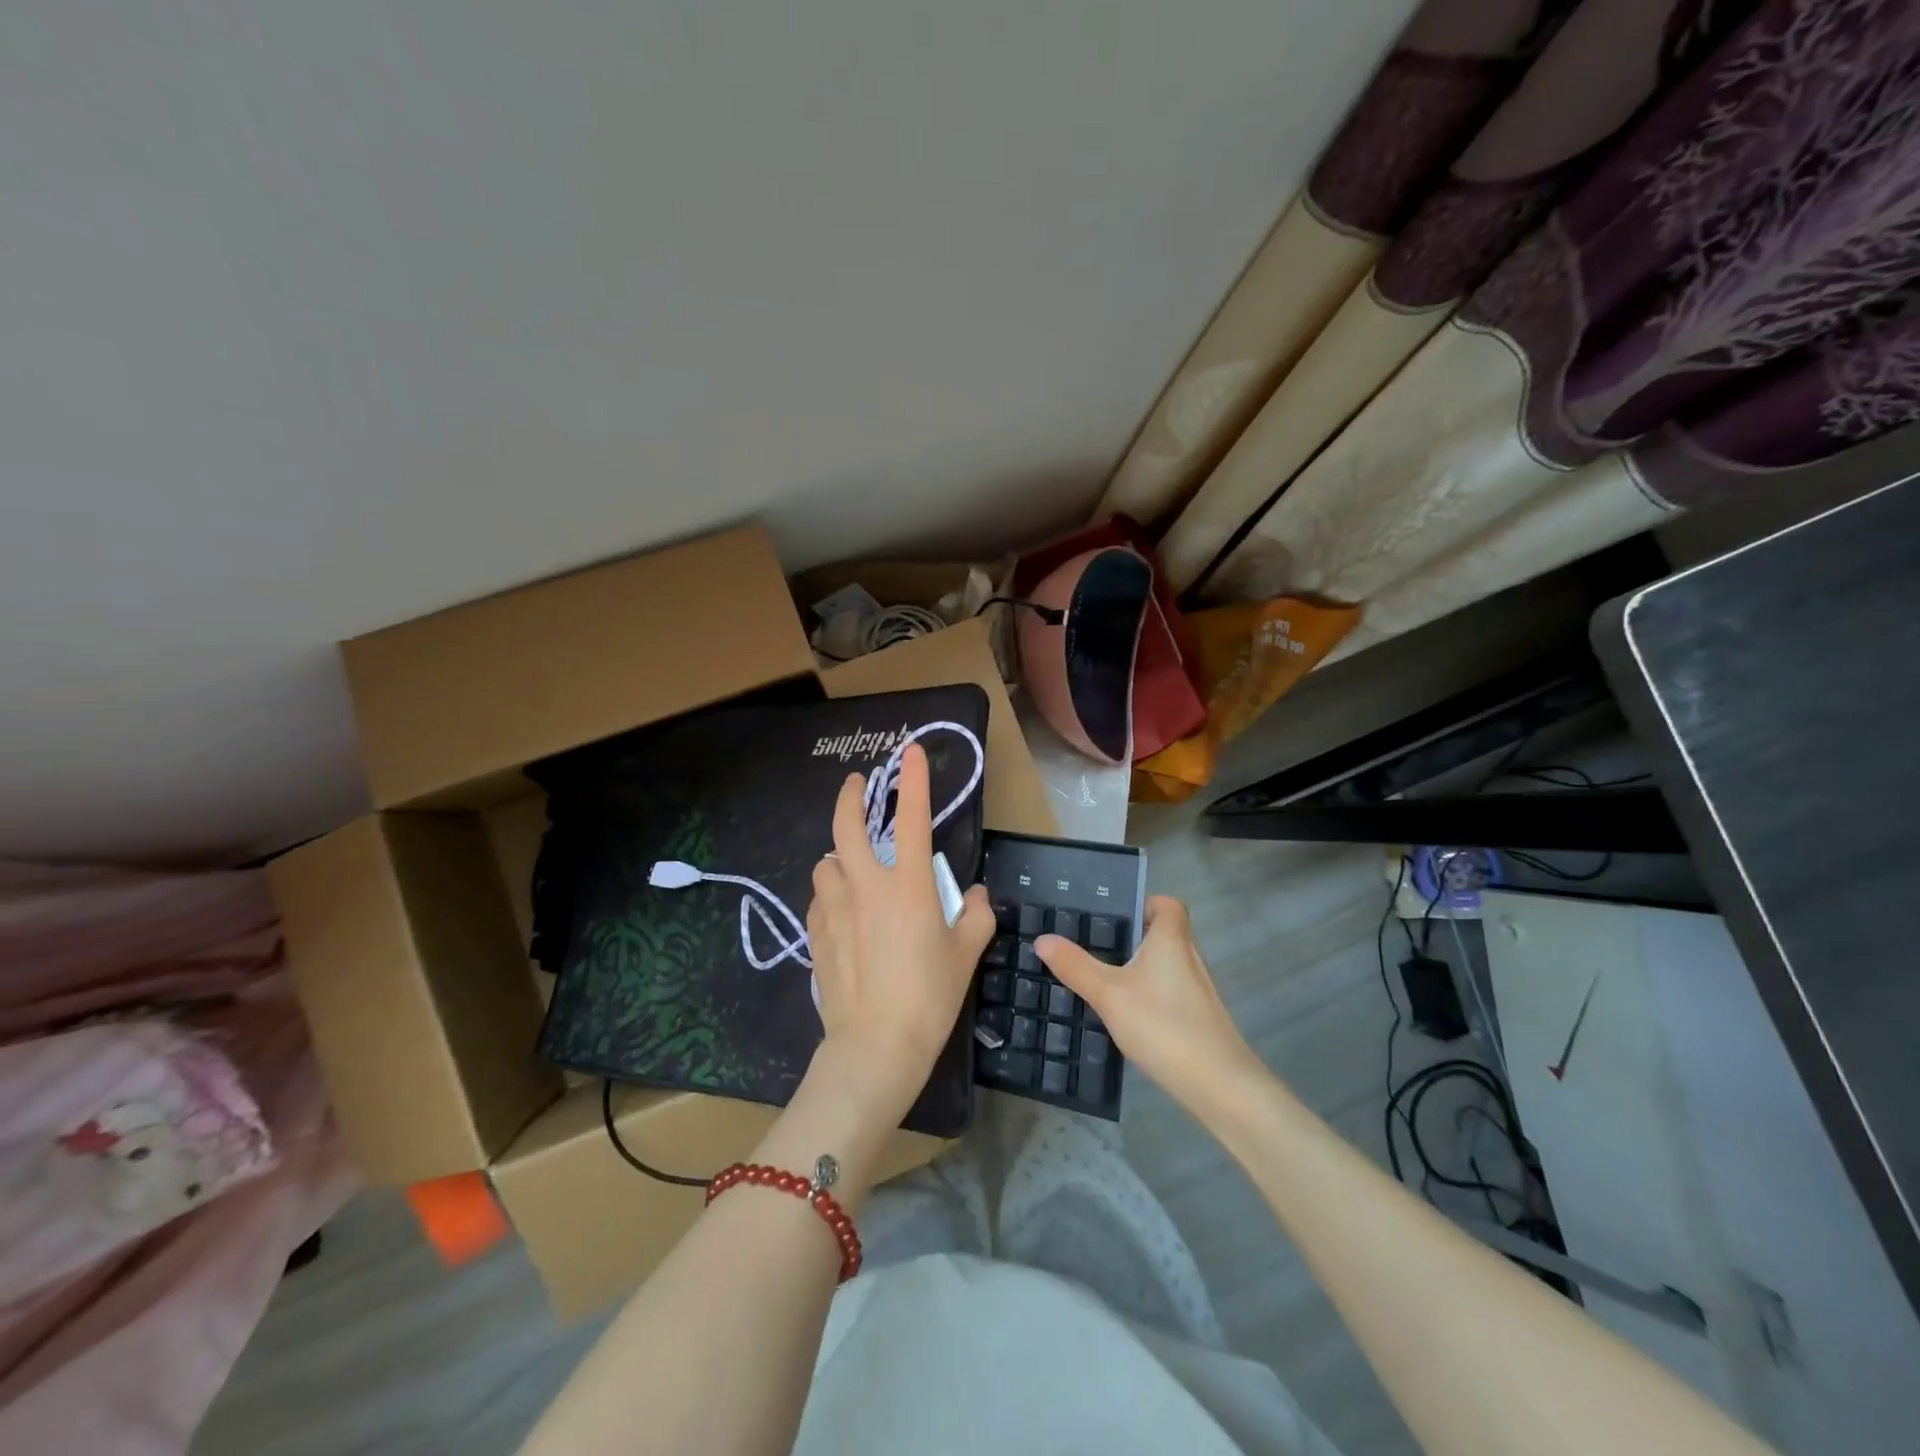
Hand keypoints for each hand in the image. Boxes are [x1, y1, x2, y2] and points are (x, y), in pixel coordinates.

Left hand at [806, 744, 995, 1117]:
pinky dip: (828, 895)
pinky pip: (818, 900)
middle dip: (849, 797)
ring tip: (849, 864)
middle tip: (856, 783)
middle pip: (846, 827)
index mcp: (908, 885)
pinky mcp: (815, 936)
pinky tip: (840, 911)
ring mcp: (834, 910)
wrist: (875, 1046)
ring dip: (837, 856)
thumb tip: (973, 893)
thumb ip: (975, 915)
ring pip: (825, 864)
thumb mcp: (966, 953)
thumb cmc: (929, 997)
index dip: (913, 780)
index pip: (912, 818)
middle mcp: (866, 887)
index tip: (910, 751)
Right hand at [1036, 896, 1262, 1109]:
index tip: (1112, 916)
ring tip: (1100, 978)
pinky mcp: (1198, 1017)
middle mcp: (1188, 957)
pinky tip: (1123, 1014)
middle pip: (1161, 934)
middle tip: (1092, 946)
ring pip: (1163, 965)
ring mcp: (1197, 990)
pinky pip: (1167, 991)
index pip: (1167, 904)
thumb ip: (1075, 966)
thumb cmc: (1163, 1025)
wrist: (1217, 1085)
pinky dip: (1147, 994)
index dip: (1143, 903)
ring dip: (1136, 968)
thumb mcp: (1108, 994)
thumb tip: (1043, 939)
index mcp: (1171, 939)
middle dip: (1129, 937)